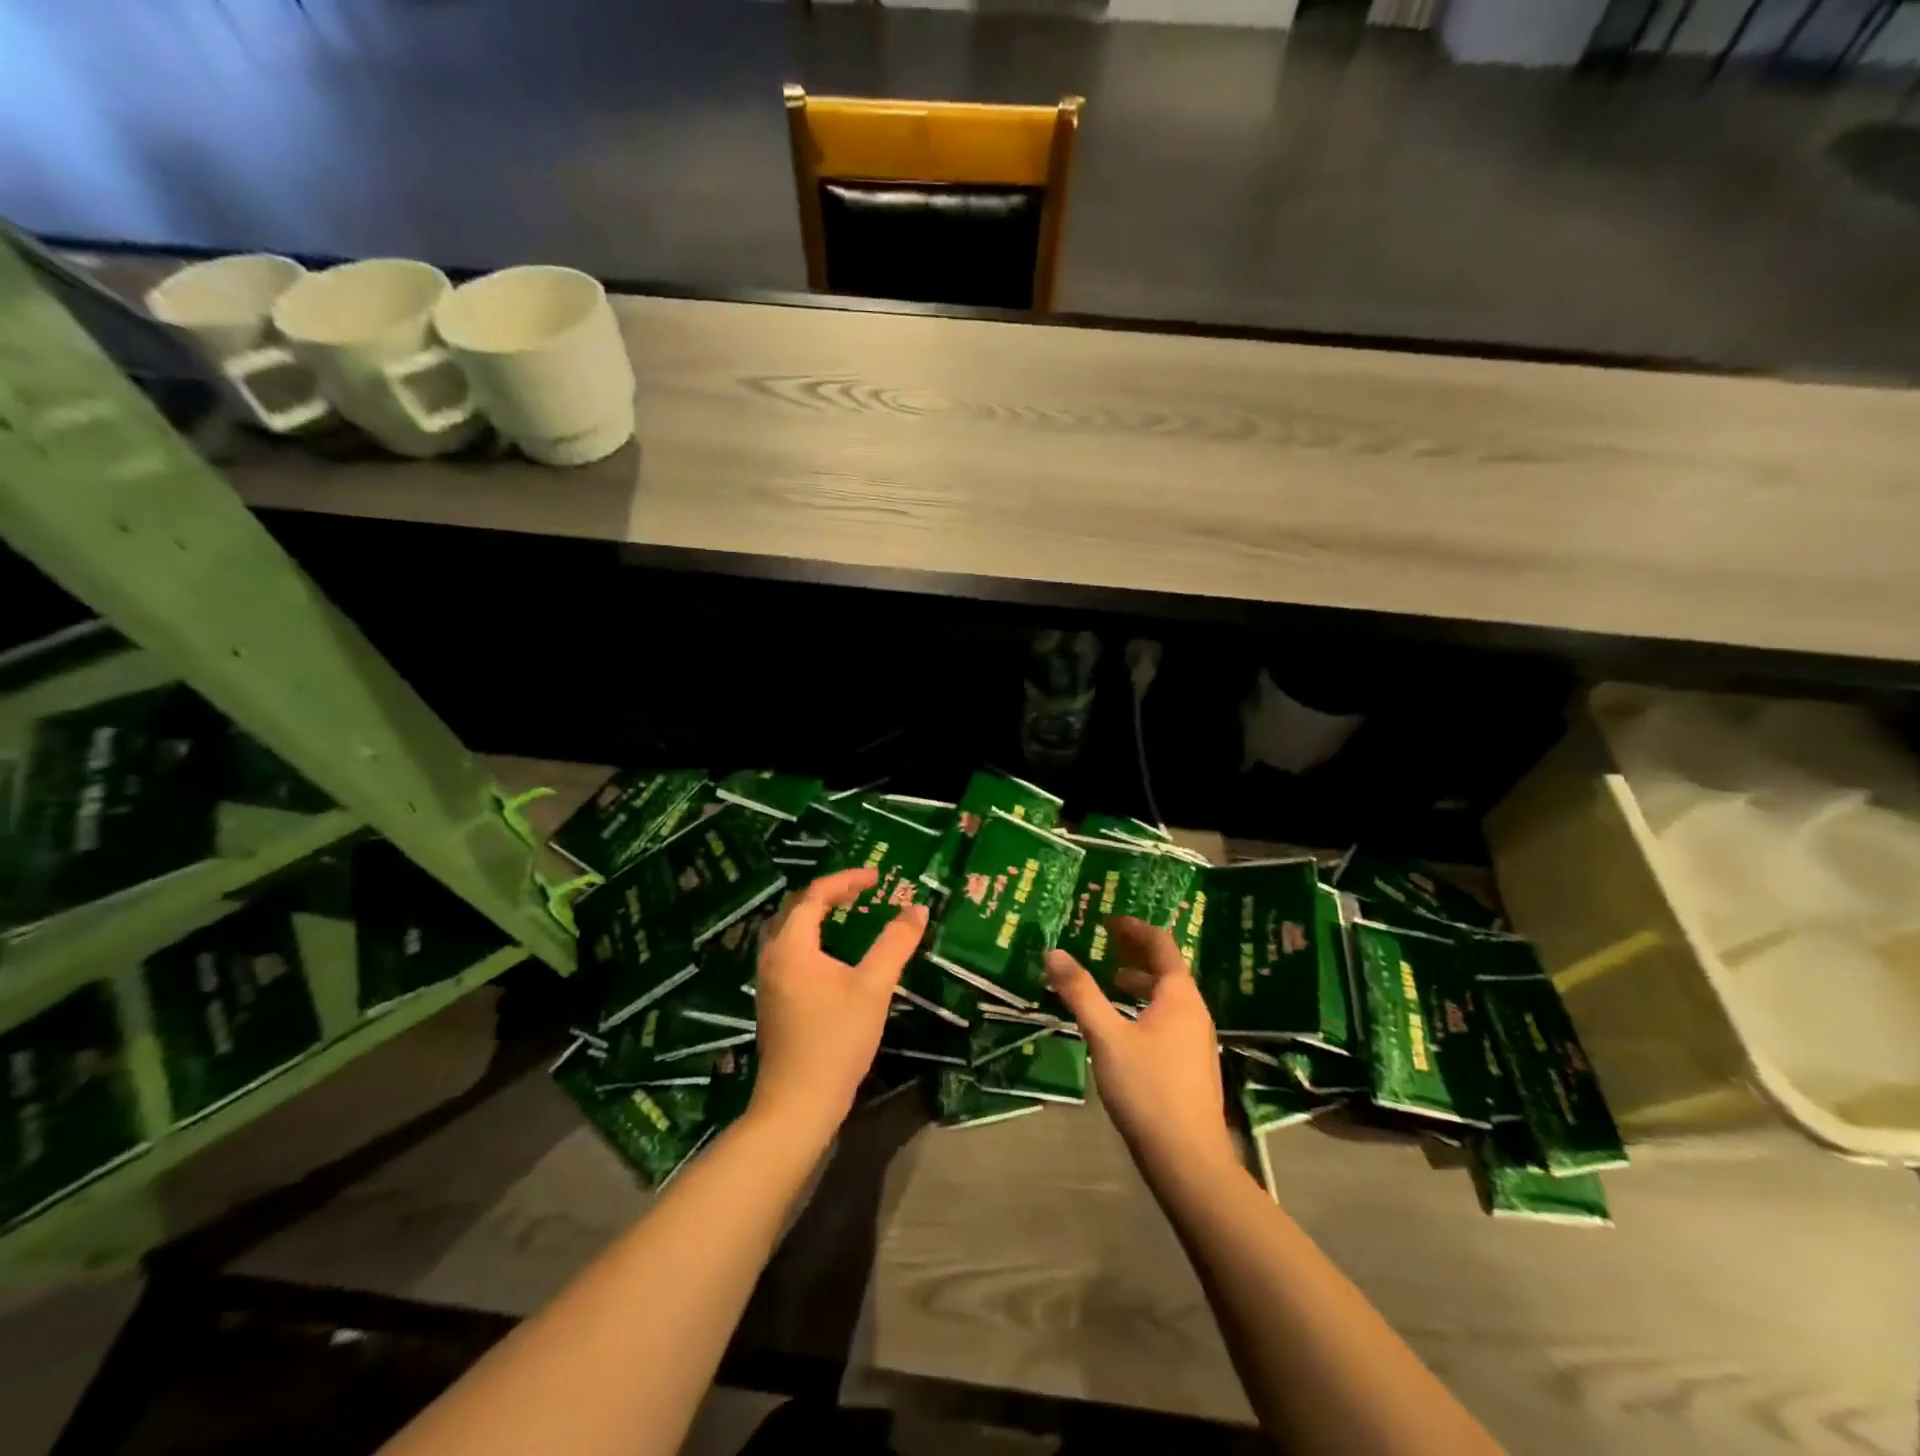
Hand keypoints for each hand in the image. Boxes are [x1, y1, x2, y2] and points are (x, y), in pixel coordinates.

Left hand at [749, 868, 927, 1143]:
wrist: (797, 1104)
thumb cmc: (836, 1040)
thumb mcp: (873, 987)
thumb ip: (895, 944)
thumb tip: (917, 908)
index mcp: (791, 946)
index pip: (815, 895)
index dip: (847, 880)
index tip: (878, 877)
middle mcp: (772, 956)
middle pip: (794, 907)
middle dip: (829, 892)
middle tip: (862, 890)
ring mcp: (767, 980)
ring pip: (787, 930)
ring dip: (815, 913)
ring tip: (847, 912)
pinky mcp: (772, 1000)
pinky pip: (787, 950)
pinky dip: (809, 936)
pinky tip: (831, 952)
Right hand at [1045, 918, 1235, 1184]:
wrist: (1188, 1160)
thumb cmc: (1148, 1089)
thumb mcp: (1106, 1036)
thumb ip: (1080, 993)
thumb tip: (1053, 952)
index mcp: (1179, 996)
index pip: (1161, 944)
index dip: (1134, 927)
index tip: (1107, 919)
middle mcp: (1194, 1011)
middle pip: (1166, 968)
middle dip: (1135, 952)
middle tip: (1104, 942)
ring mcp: (1196, 1039)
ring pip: (1167, 996)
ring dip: (1139, 981)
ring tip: (1109, 980)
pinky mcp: (1191, 1064)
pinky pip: (1167, 1018)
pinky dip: (1144, 1006)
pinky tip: (1124, 1025)